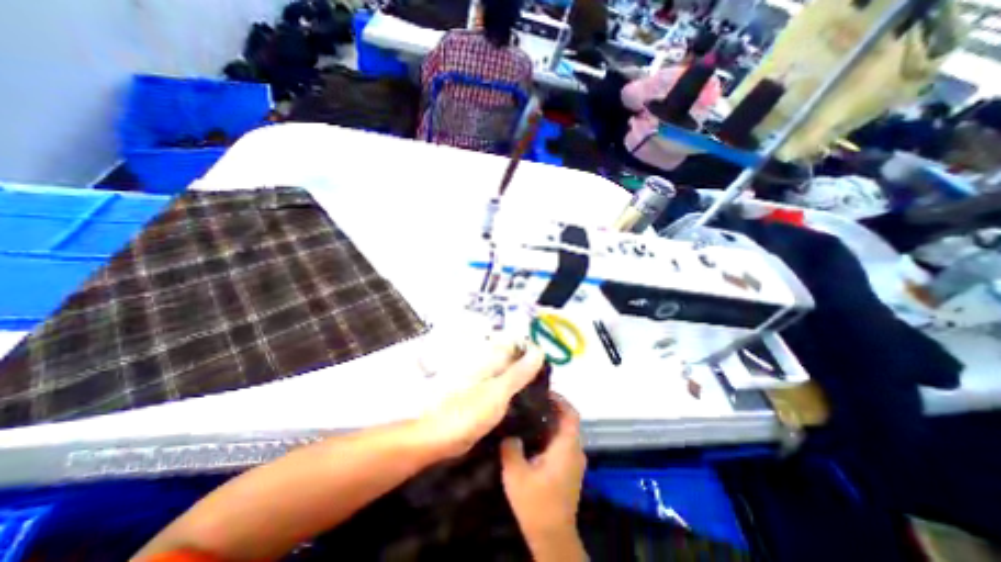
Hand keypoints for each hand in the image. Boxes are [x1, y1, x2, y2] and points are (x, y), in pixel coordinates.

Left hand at [417, 345, 545, 458]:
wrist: (439, 436)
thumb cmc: (468, 412)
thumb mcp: (498, 392)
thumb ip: (519, 372)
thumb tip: (540, 351)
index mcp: (491, 358)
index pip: (517, 343)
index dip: (533, 351)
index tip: (548, 368)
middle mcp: (488, 364)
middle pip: (514, 357)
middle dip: (531, 366)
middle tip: (546, 384)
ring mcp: (485, 379)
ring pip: (510, 372)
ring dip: (524, 380)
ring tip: (540, 394)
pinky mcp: (483, 394)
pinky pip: (503, 387)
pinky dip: (514, 391)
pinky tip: (524, 403)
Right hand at [501, 395, 587, 547]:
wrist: (552, 537)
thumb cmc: (537, 503)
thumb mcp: (516, 474)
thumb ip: (511, 448)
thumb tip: (510, 434)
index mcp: (567, 446)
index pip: (571, 413)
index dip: (560, 399)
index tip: (543, 391)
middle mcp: (575, 450)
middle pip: (567, 421)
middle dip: (551, 408)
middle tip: (530, 402)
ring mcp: (574, 462)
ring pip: (564, 433)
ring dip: (550, 422)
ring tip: (528, 416)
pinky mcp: (569, 471)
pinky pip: (562, 444)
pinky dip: (550, 436)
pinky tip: (531, 439)